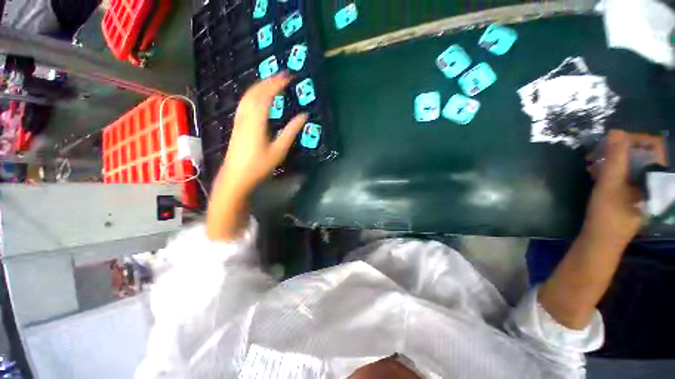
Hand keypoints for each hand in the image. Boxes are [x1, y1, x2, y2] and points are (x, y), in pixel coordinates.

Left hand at [219, 73, 307, 199]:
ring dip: (260, 86)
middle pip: (255, 92)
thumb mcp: (279, 150)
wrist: (236, 177)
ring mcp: (239, 120)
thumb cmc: (259, 166)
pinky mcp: (237, 125)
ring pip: (247, 96)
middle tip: (282, 76)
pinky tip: (258, 98)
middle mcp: (246, 116)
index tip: (288, 76)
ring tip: (272, 82)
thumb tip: (303, 116)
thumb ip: (291, 132)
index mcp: (257, 121)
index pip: (267, 96)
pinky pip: (244, 103)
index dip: (277, 84)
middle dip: (268, 81)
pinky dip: (253, 95)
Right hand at [582, 130, 665, 247]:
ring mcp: (643, 188)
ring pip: (632, 164)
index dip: (633, 139)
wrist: (600, 241)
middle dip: (619, 150)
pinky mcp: (631, 194)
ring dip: (613, 160)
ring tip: (593, 163)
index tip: (610, 142)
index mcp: (656, 178)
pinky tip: (596, 173)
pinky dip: (612, 170)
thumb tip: (615, 132)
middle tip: (598, 153)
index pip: (653, 146)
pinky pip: (626, 174)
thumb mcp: (610, 184)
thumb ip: (616, 157)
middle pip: (642, 154)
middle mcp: (653, 181)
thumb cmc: (608, 214)